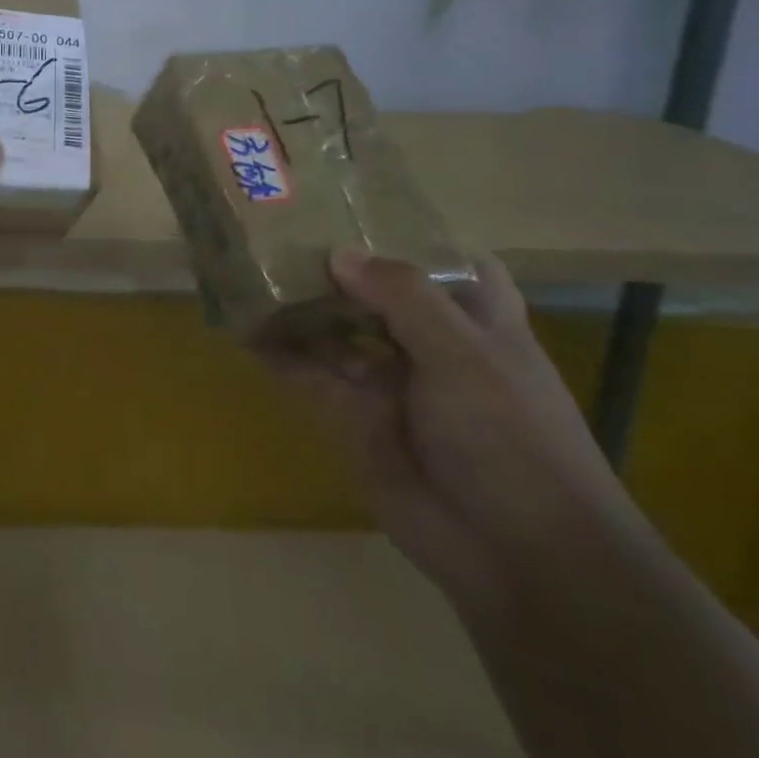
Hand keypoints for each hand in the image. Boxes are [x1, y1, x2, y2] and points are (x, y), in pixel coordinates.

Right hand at [259, 250, 650, 617]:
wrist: (518, 556)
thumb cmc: (513, 440)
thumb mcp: (465, 356)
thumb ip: (404, 298)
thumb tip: (339, 255)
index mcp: (472, 319)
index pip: (441, 260)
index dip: (404, 232)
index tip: (353, 200)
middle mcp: (426, 341)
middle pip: (372, 289)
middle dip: (330, 262)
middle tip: (274, 222)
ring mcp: (386, 379)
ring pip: (333, 327)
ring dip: (295, 302)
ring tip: (244, 262)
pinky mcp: (351, 415)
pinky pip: (305, 373)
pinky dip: (275, 350)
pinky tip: (240, 324)